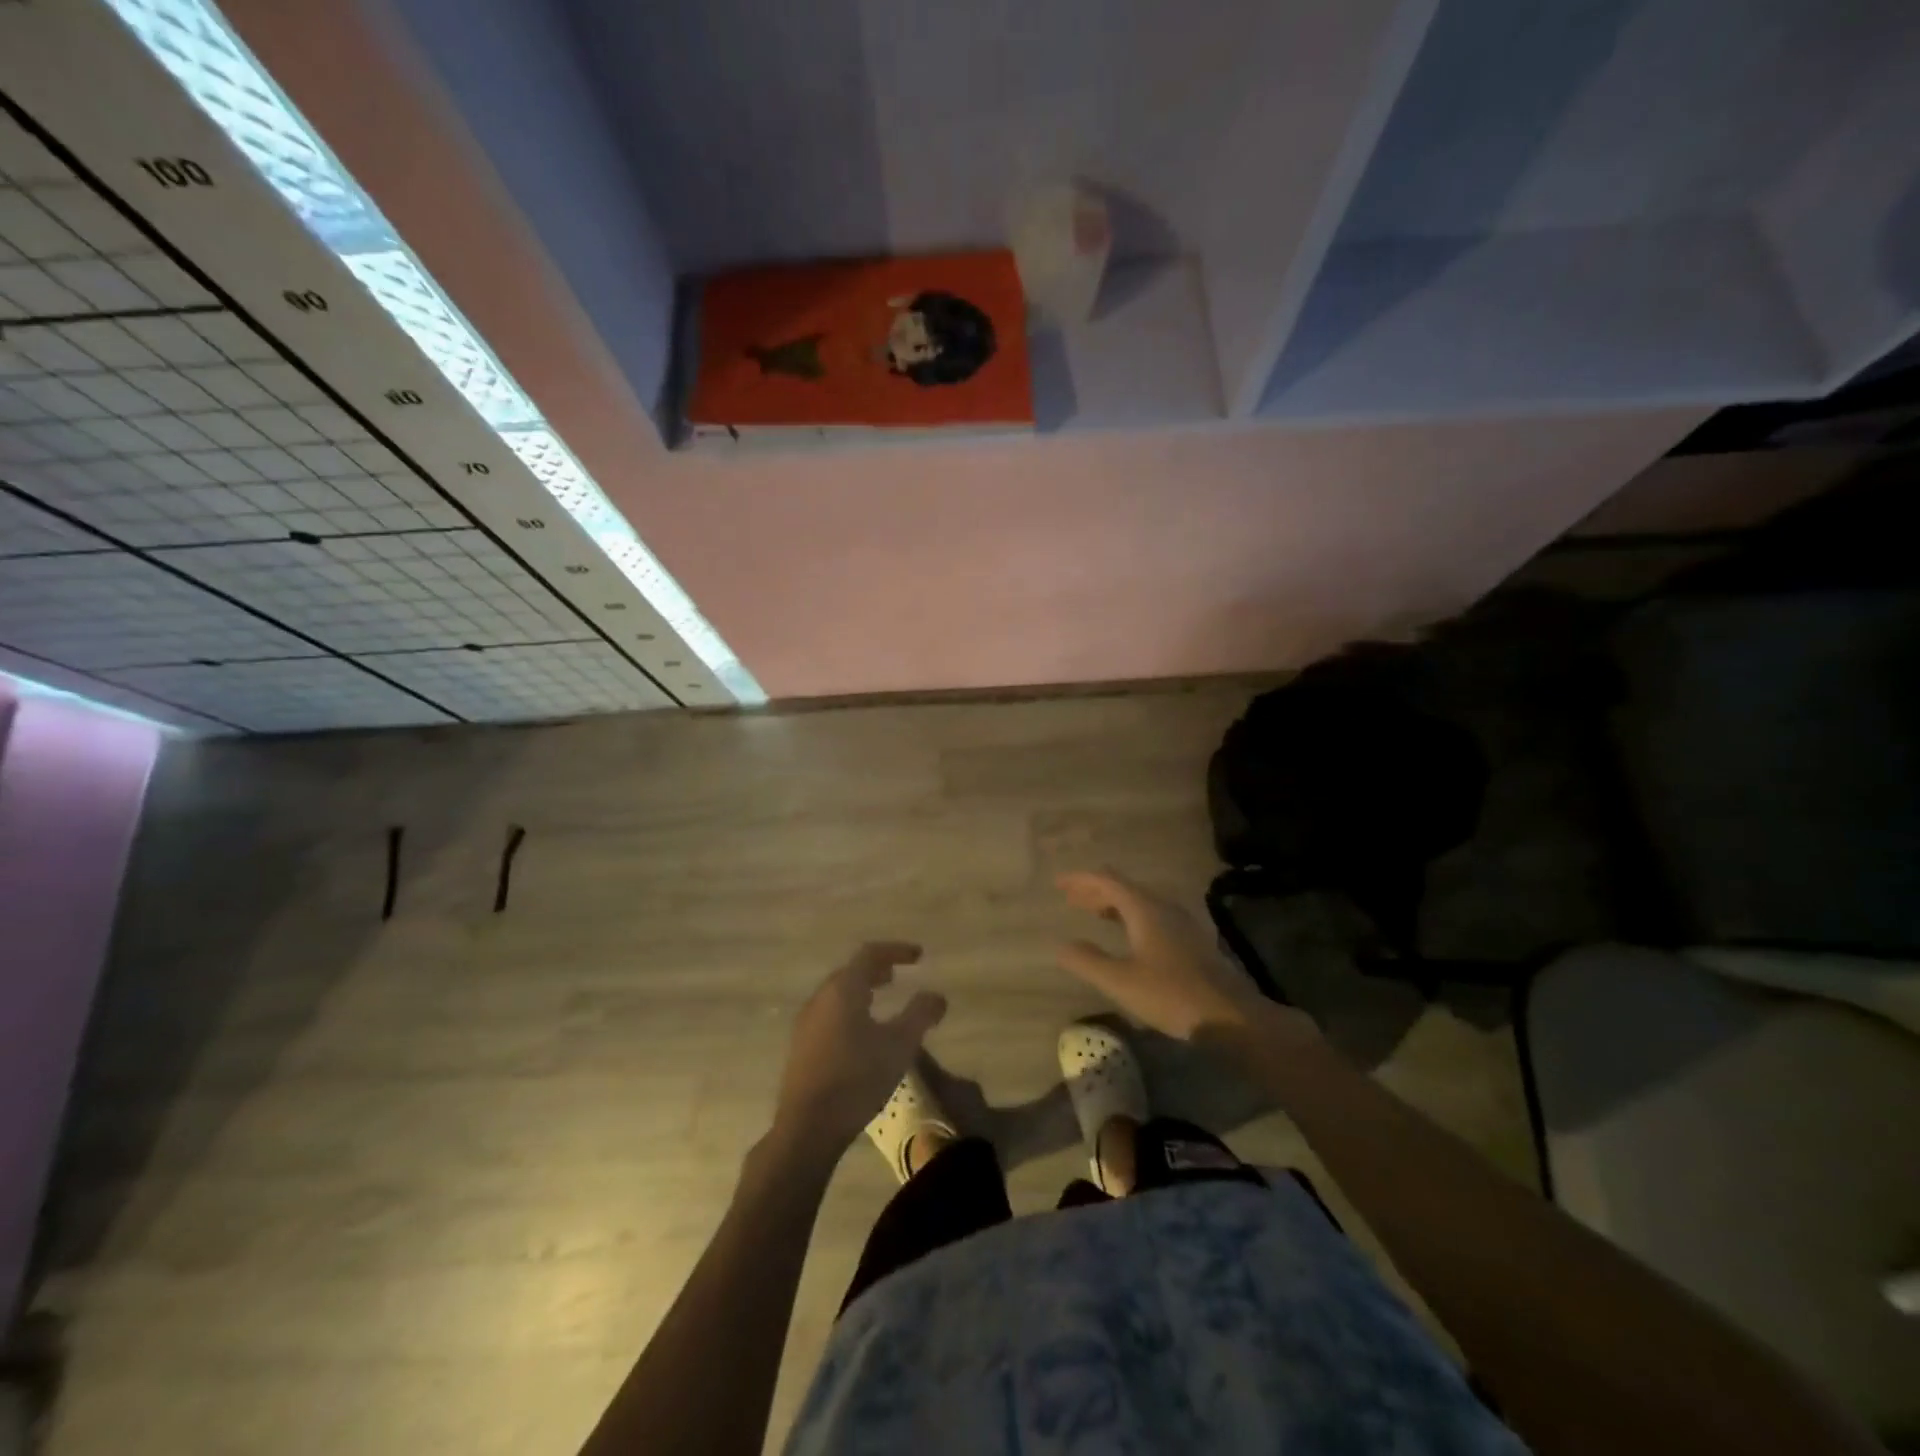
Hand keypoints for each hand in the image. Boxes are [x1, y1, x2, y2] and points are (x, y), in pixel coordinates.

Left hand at [771, 942, 946, 1158]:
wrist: (808, 1126)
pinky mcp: (801, 1047)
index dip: (896, 950)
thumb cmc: (857, 1077)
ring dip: (861, 990)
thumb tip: (937, 996)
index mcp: (843, 989)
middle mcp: (821, 998)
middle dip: (876, 969)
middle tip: (897, 975)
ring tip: (881, 1001)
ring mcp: (807, 1023)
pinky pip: (829, 1014)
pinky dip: (850, 1010)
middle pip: (850, 972)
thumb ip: (920, 1014)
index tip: (918, 956)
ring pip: (838, 994)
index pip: (870, 954)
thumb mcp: (899, 1045)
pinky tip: (862, 1033)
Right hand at [1055, 870, 1276, 1040]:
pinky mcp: (1190, 940)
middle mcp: (1163, 907)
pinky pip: (1152, 915)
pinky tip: (1127, 935)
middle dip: (1095, 890)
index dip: (1081, 880)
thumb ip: (1088, 961)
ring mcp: (1181, 922)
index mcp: (1144, 909)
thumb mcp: (1121, 981)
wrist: (1230, 1016)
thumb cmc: (1172, 994)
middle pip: (1124, 887)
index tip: (1059, 884)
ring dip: (1113, 903)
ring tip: (1092, 913)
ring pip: (1139, 902)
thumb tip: (1061, 945)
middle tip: (1071, 898)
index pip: (1107, 880)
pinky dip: (1130, 916)